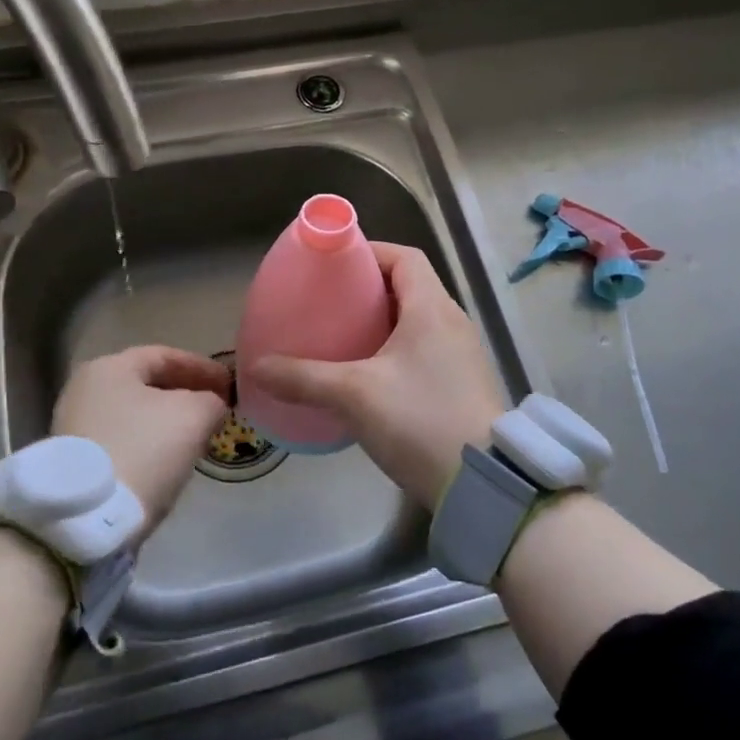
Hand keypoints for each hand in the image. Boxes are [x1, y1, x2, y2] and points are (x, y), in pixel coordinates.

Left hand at [53, 346, 230, 538]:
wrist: (87, 518)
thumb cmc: (143, 449)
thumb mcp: (193, 416)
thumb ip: (210, 401)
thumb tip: (211, 406)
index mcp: (110, 367)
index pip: (165, 355)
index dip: (202, 367)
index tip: (229, 384)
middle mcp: (86, 389)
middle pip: (147, 384)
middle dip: (185, 394)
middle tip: (216, 408)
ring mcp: (75, 426)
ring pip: (135, 414)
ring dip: (168, 421)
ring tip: (197, 436)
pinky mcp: (74, 461)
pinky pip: (122, 440)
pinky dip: (148, 443)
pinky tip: (168, 460)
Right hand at [249, 243, 503, 509]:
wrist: (484, 486)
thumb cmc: (419, 420)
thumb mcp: (354, 396)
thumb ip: (303, 378)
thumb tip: (256, 367)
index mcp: (432, 309)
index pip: (404, 257)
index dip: (370, 253)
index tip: (335, 266)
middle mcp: (452, 323)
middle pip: (410, 286)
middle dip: (369, 290)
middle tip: (330, 303)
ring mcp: (462, 355)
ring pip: (418, 320)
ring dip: (382, 322)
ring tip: (343, 337)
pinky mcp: (463, 385)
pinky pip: (425, 349)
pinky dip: (396, 349)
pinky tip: (369, 376)